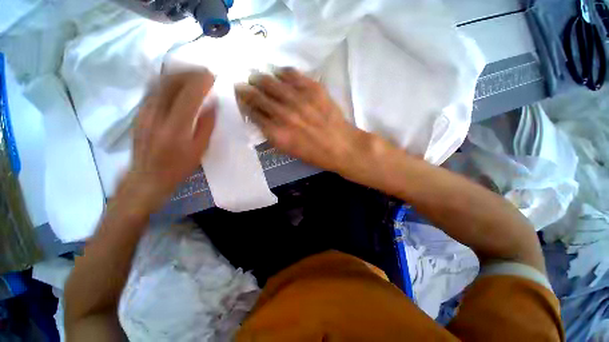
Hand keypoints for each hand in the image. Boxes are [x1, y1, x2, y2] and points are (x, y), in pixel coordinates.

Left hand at [121, 70, 215, 212]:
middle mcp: (157, 115)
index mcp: (176, 128)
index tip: (212, 76)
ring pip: (159, 83)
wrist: (146, 177)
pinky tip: (175, 83)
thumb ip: (207, 125)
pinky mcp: (139, 112)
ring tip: (191, 74)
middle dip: (189, 73)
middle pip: (170, 83)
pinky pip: (152, 90)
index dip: (201, 82)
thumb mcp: (200, 150)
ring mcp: (144, 112)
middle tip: (204, 72)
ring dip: (177, 74)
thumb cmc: (178, 167)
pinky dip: (166, 81)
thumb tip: (212, 105)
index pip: (188, 95)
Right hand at [235, 68, 369, 173]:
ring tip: (256, 77)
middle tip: (242, 85)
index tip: (241, 99)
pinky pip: (292, 74)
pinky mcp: (313, 89)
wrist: (341, 146)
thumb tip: (262, 120)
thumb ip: (274, 135)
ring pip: (271, 83)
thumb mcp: (290, 150)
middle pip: (258, 96)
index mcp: (277, 134)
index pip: (253, 114)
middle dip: (246, 90)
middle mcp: (283, 114)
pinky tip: (278, 73)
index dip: (244, 105)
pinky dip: (282, 72)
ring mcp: (298, 99)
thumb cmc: (315, 154)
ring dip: (260, 78)